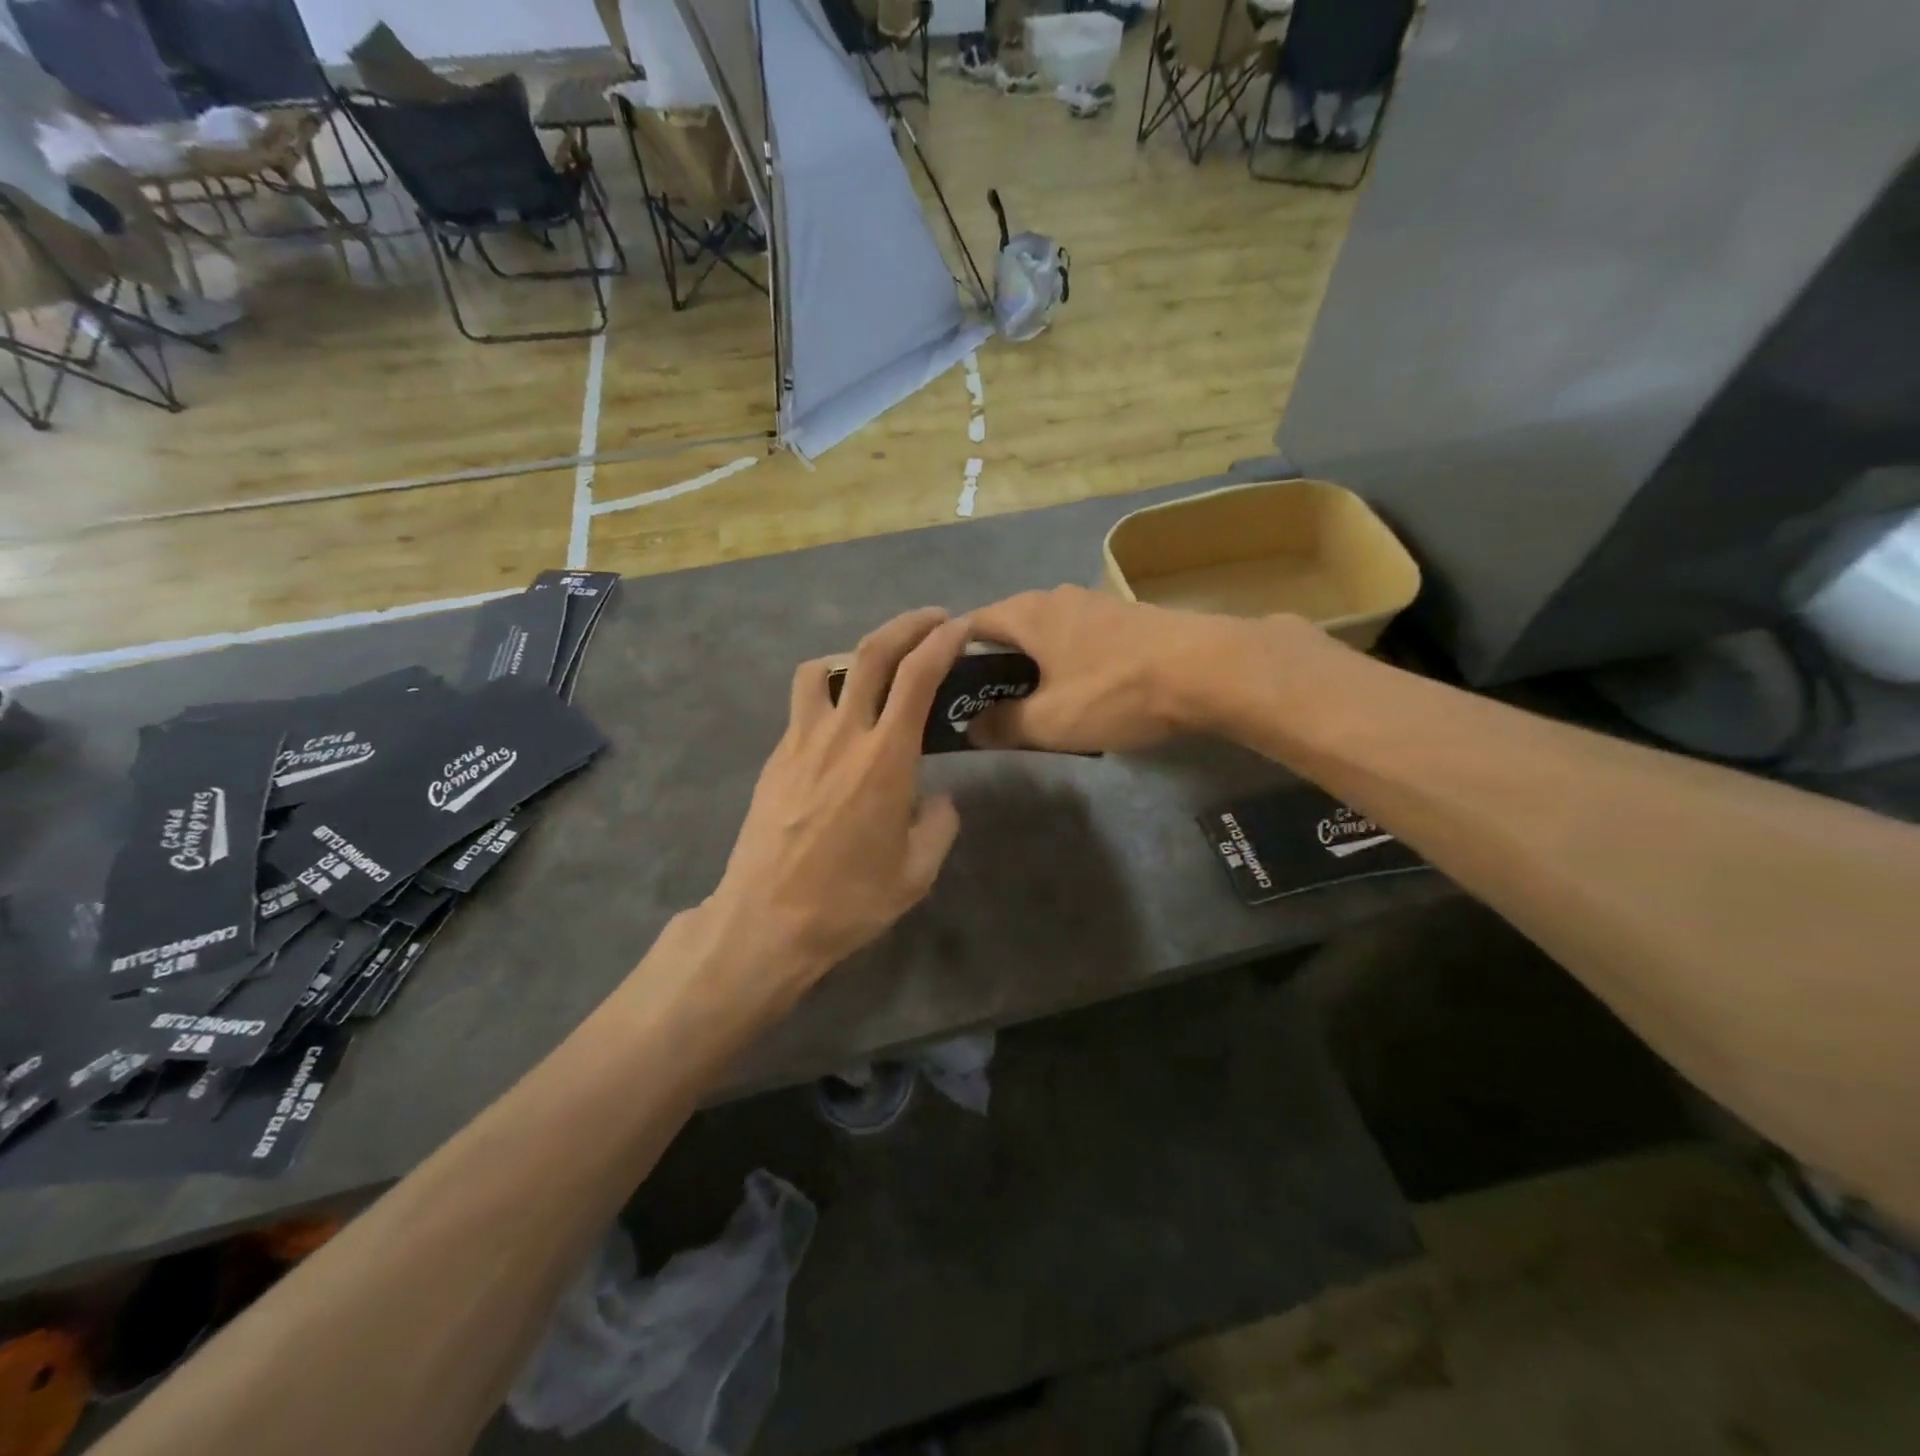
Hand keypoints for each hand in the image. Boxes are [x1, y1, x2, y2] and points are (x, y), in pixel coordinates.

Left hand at [710, 607, 968, 990]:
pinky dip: (828, 694)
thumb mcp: (917, 872)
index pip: (918, 675)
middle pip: (872, 651)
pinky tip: (840, 727)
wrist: (766, 921)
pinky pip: (803, 705)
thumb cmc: (849, 900)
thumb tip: (939, 798)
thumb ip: (940, 825)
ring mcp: (801, 741)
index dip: (943, 640)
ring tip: (875, 671)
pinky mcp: (776, 757)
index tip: (961, 625)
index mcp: (886, 758)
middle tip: (932, 619)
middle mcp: (843, 734)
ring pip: (824, 667)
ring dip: (855, 654)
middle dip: (907, 623)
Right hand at [967, 586, 1255, 752]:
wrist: (1207, 669)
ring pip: (1045, 635)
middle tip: (987, 709)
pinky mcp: (1125, 617)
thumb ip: (1003, 725)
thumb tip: (971, 727)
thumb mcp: (1049, 722)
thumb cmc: (1114, 692)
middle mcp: (1055, 596)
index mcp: (1026, 613)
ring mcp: (1094, 604)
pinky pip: (1077, 640)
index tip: (946, 693)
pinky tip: (1079, 693)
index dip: (949, 659)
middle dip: (992, 667)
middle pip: (1007, 629)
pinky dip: (1065, 664)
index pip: (967, 626)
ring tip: (1032, 706)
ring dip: (1032, 667)